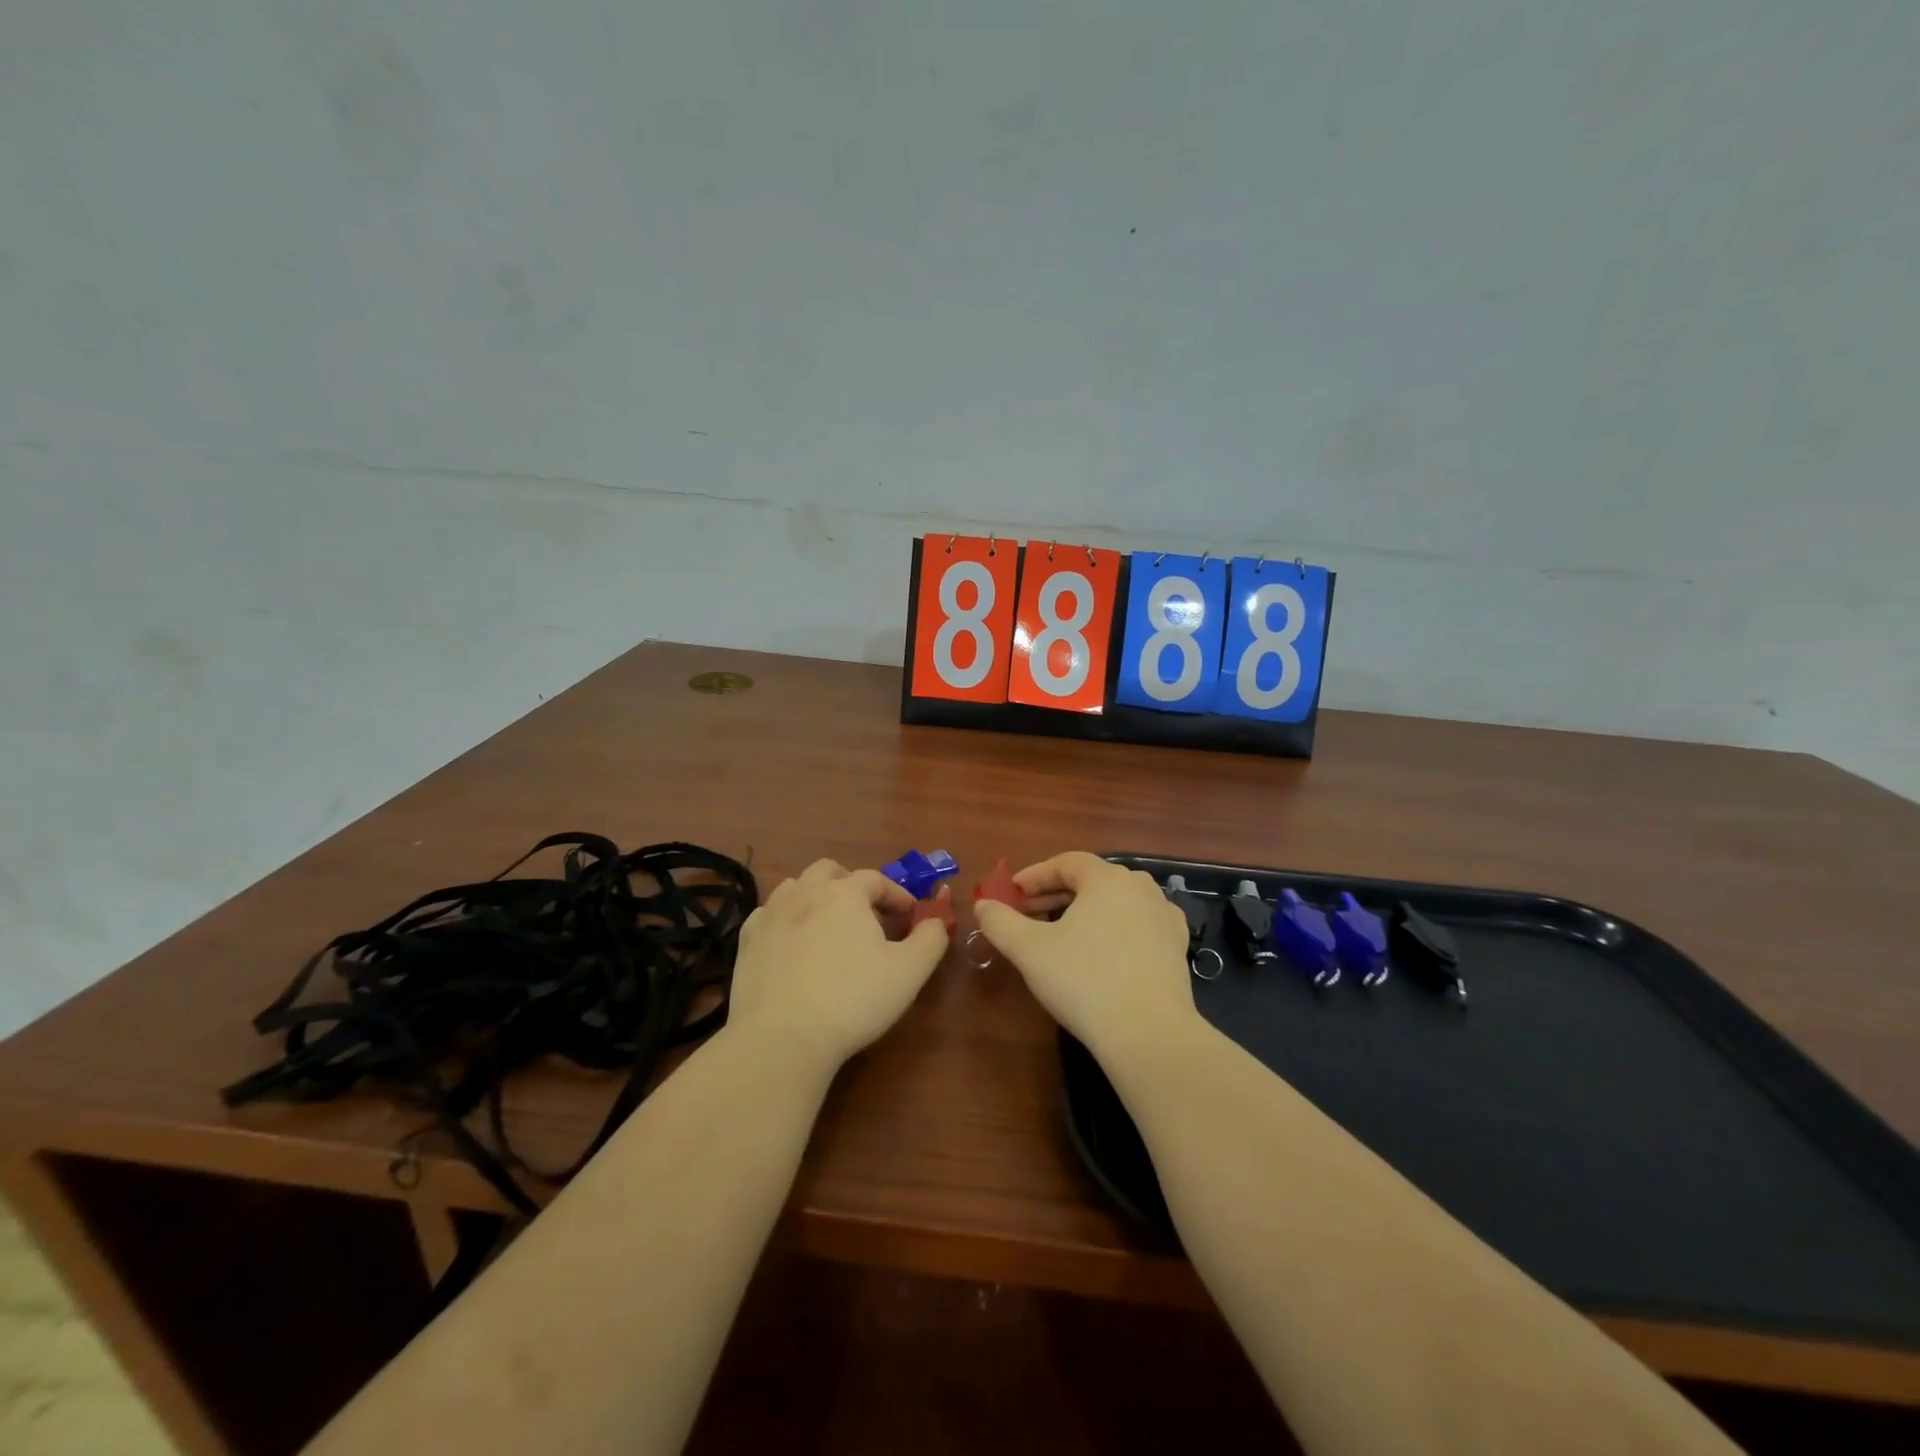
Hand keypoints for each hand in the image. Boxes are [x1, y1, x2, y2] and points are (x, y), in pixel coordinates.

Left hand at [728, 859, 947, 1069]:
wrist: (782, 1037)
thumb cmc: (853, 999)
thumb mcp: (909, 972)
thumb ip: (931, 939)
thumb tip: (937, 920)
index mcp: (845, 894)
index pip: (876, 879)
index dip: (897, 895)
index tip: (911, 916)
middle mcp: (805, 893)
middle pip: (829, 871)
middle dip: (850, 884)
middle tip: (866, 914)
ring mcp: (771, 915)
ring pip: (794, 887)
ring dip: (815, 896)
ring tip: (828, 925)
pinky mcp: (747, 942)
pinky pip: (768, 915)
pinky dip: (785, 920)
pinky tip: (793, 943)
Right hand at [972, 851, 1196, 1056]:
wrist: (1148, 1034)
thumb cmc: (1084, 981)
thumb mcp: (1030, 950)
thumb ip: (1001, 922)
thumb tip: (982, 904)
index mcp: (1108, 878)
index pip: (1066, 863)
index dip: (1035, 875)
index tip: (1012, 893)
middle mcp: (1141, 888)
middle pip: (1092, 880)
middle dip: (1056, 894)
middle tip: (1028, 914)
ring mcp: (1164, 916)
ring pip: (1116, 902)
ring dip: (1086, 911)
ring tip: (1062, 933)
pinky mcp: (1177, 947)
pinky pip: (1138, 924)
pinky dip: (1114, 929)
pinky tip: (1102, 951)